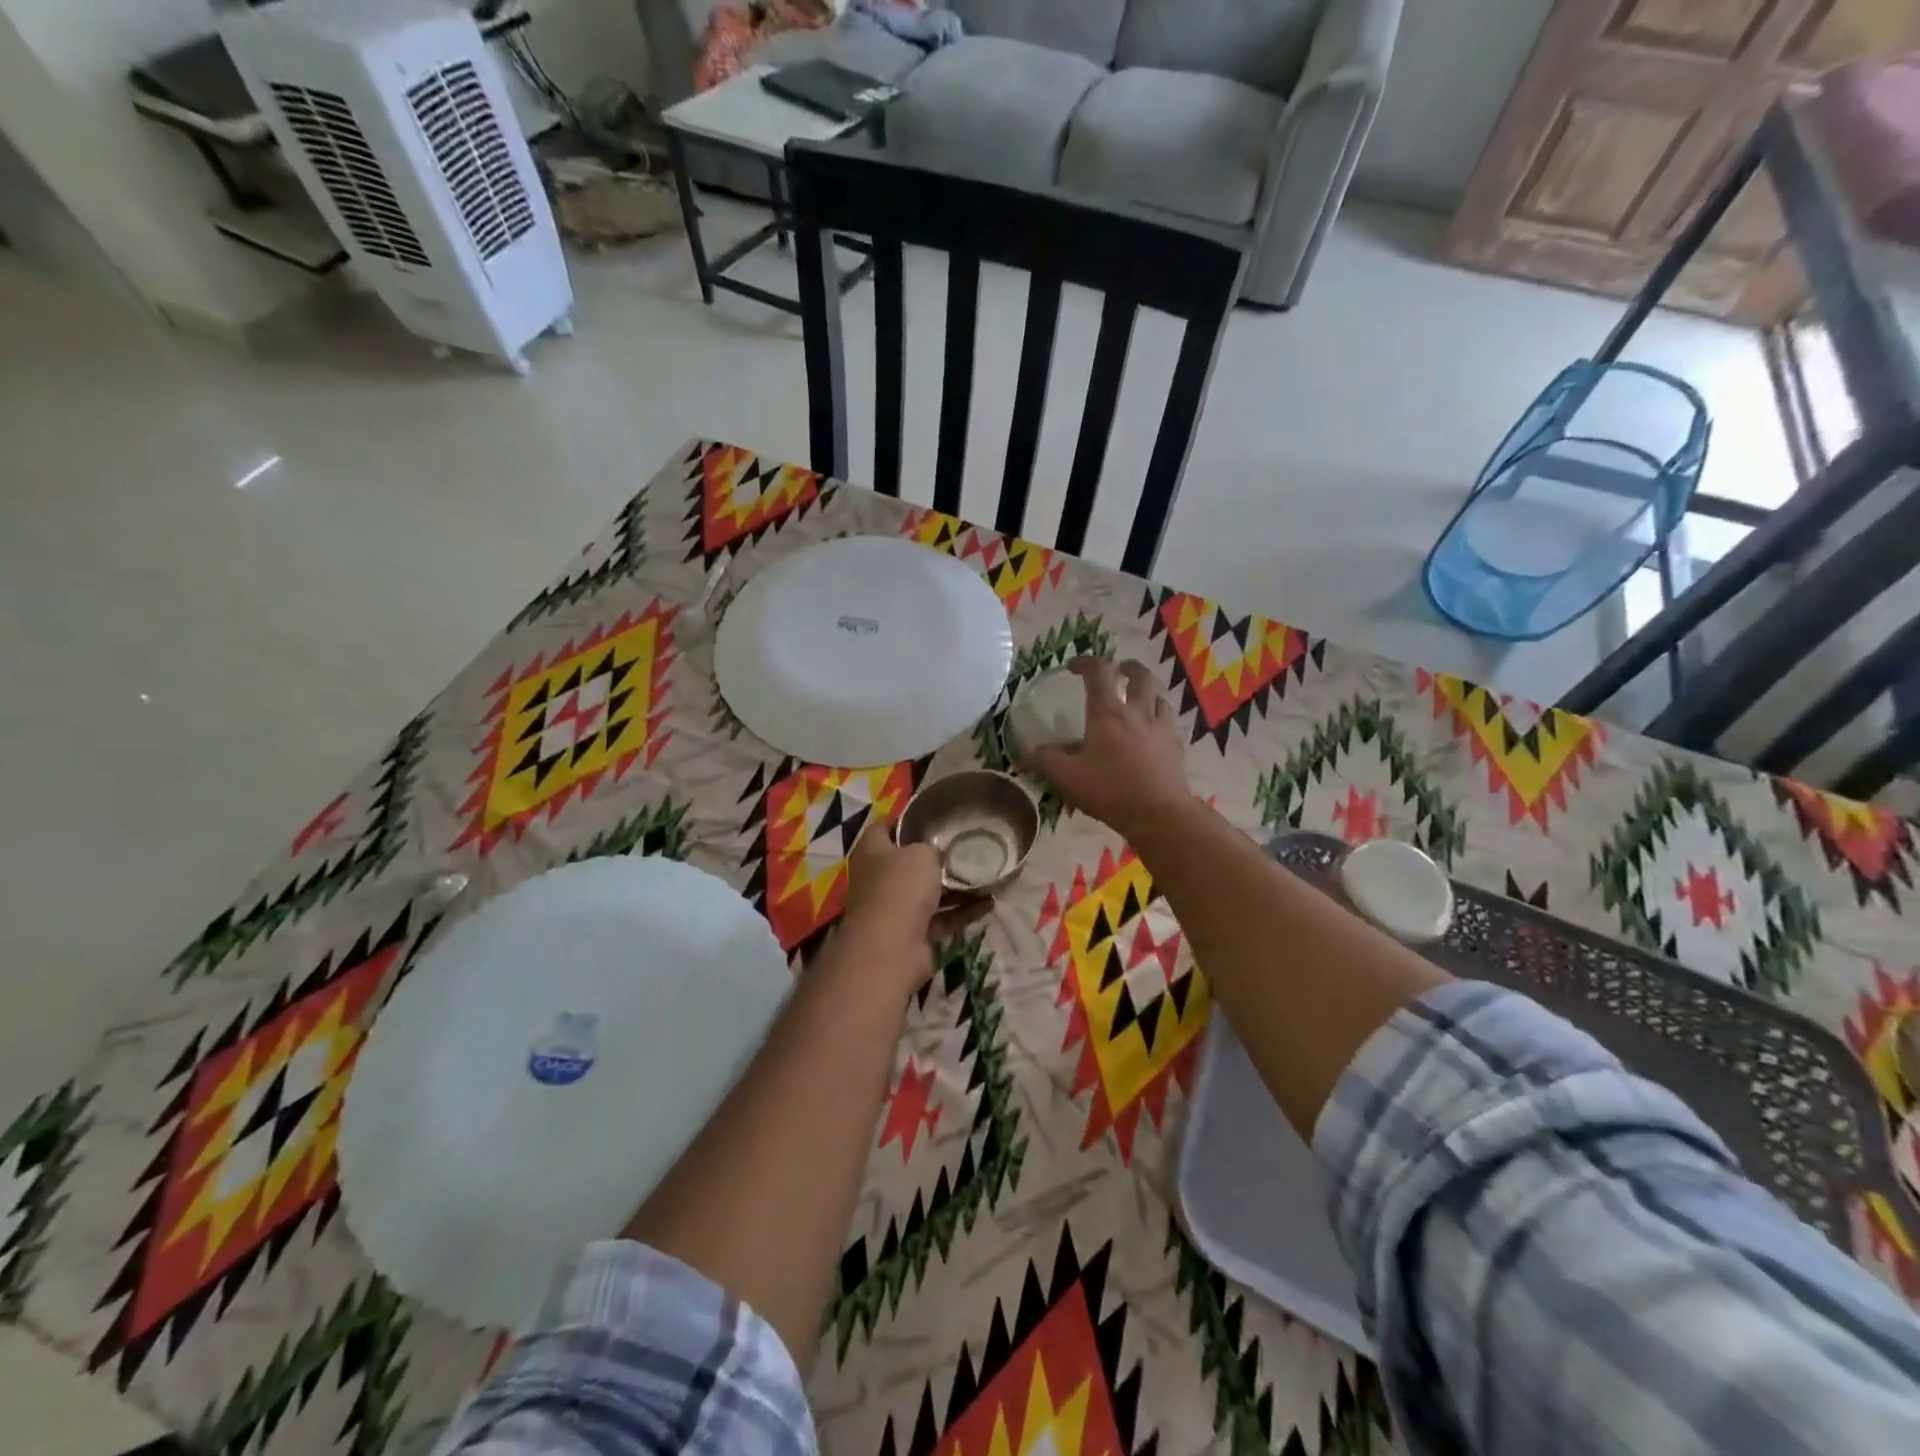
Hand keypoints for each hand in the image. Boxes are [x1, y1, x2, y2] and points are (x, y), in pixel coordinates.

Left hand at [838, 823, 986, 994]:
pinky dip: (962, 912)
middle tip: (966, 846)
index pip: (884, 827)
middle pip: (908, 862)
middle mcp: (879, 879)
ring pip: (928, 893)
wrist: (890, 949)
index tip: (934, 816)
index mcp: (872, 852)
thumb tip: (936, 854)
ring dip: (956, 887)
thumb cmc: (900, 887)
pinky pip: (941, 918)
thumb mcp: (921, 853)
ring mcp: (895, 910)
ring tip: (987, 875)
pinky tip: (989, 903)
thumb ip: (931, 848)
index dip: (906, 820)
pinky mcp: (913, 935)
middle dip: (935, 857)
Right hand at [1027, 657, 1191, 838]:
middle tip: (1119, 669)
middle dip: (1128, 667)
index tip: (1073, 667)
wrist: (1159, 814)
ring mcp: (1161, 728)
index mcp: (1107, 713)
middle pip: (1140, 676)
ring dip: (1147, 693)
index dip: (1086, 662)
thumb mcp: (1067, 777)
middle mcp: (1137, 712)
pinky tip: (1153, 733)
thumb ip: (1046, 760)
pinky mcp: (1176, 747)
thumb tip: (1028, 752)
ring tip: (1138, 701)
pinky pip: (1169, 723)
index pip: (1098, 672)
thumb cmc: (1110, 790)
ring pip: (1159, 697)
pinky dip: (1159, 720)